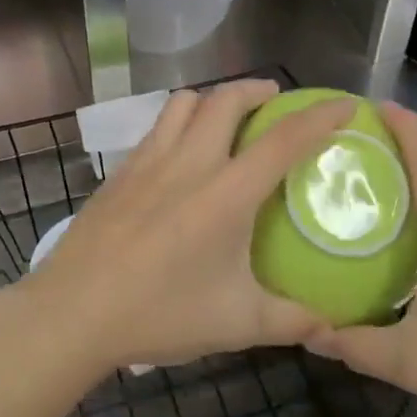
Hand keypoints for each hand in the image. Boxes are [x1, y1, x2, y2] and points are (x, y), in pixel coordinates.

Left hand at [0, 81, 354, 378]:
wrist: (73, 312)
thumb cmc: (159, 314)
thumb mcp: (236, 324)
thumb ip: (290, 321)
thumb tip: (330, 326)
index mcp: (226, 194)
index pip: (283, 140)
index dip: (319, 116)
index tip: (343, 103)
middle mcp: (188, 164)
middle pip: (226, 99)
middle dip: (257, 90)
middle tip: (275, 103)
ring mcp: (148, 163)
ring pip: (183, 103)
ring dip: (213, 99)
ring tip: (227, 119)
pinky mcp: (119, 173)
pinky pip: (156, 128)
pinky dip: (179, 123)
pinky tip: (180, 155)